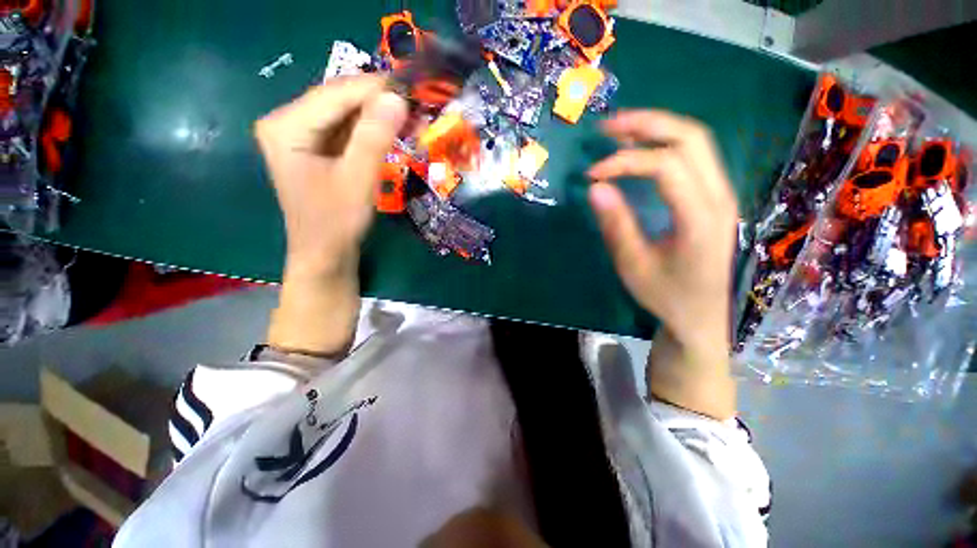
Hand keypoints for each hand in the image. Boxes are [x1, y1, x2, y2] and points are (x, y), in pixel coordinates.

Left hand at [255, 76, 407, 356]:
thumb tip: (397, 98)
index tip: (413, 88)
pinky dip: (371, 129)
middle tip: (416, 104)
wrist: (325, 255)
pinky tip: (393, 130)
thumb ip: (374, 137)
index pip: (336, 94)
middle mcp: (287, 122)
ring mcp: (301, 135)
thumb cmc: (336, 223)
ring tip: (411, 116)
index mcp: (286, 126)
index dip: (376, 88)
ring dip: (378, 115)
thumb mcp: (357, 180)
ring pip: (345, 113)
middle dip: (378, 101)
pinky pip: (346, 130)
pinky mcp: (315, 149)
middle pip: (338, 100)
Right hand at [587, 110, 737, 418]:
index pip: (665, 166)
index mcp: (700, 218)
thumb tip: (595, 187)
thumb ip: (616, 225)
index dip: (625, 162)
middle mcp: (719, 197)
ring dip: (656, 129)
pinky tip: (640, 149)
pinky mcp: (713, 197)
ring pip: (695, 141)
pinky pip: (693, 156)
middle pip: (691, 138)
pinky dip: (664, 144)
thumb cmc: (666, 295)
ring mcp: (721, 194)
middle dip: (647, 124)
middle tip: (607, 127)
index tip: (592, 175)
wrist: (701, 316)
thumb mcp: (633, 266)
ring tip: (619, 130)